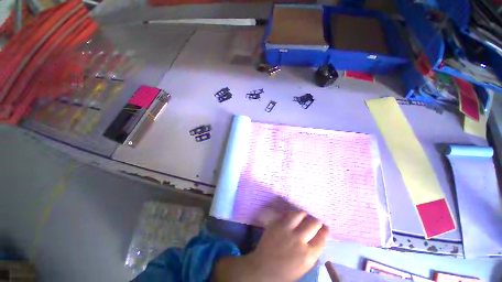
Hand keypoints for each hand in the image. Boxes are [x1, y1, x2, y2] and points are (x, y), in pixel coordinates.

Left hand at [213, 211, 328, 281]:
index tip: (326, 227)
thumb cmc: (285, 272)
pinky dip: (292, 214)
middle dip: (317, 221)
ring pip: (300, 214)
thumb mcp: (303, 266)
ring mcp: (286, 229)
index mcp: (307, 255)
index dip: (325, 231)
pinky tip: (293, 216)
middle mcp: (298, 239)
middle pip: (313, 223)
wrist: (263, 268)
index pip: (321, 238)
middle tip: (316, 221)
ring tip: (305, 216)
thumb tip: (317, 237)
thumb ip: (311, 251)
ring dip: (304, 215)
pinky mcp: (276, 223)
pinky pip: (287, 214)